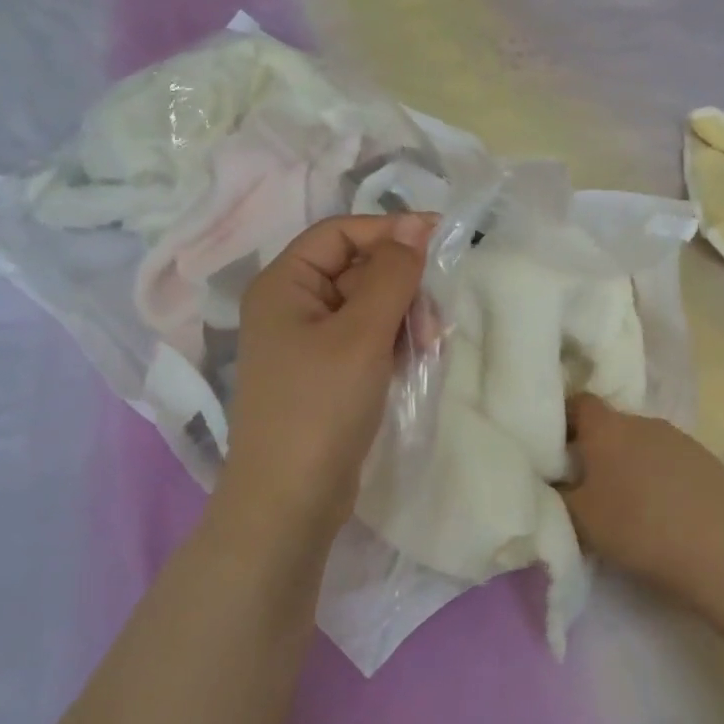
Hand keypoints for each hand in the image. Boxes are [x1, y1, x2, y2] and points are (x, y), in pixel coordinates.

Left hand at [216, 214, 433, 540]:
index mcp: (283, 284)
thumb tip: (416, 224)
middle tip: (431, 323)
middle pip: (357, 270)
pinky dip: (392, 344)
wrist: (290, 500)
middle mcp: (291, 307)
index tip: (440, 241)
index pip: (340, 233)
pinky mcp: (325, 376)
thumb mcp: (362, 334)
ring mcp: (307, 344)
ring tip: (427, 348)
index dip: (390, 231)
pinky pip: (365, 341)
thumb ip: (392, 274)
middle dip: (401, 287)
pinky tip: (415, 362)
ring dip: (402, 318)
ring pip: (367, 307)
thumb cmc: (320, 407)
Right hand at [561, 393, 723, 605]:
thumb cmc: (636, 527)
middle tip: (588, 485)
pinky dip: (662, 478)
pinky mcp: (708, 461)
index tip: (556, 449)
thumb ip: (560, 492)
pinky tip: (665, 512)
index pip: (578, 403)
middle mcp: (644, 422)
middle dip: (598, 449)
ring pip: (644, 444)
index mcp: (608, 428)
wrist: (718, 549)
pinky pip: (672, 462)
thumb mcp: (580, 517)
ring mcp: (681, 439)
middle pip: (613, 426)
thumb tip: (555, 479)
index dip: (565, 420)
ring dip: (632, 464)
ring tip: (630, 504)